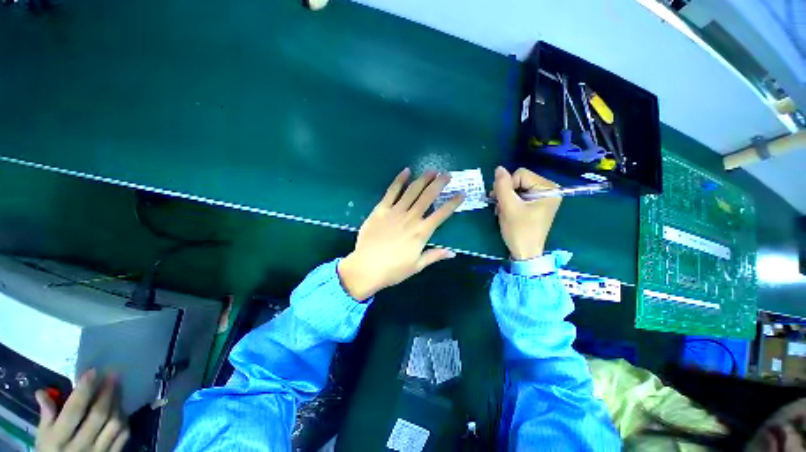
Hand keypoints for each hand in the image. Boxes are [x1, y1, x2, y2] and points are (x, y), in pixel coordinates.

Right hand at [35, 370, 129, 451]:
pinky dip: (124, 420)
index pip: (73, 411)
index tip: (93, 371)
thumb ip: (46, 415)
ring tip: (118, 388)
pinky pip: (122, 436)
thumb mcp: (43, 436)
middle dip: (107, 392)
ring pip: (114, 424)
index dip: (84, 390)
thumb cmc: (52, 451)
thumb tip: (42, 392)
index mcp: (59, 439)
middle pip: (98, 415)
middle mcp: (80, 445)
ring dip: (117, 404)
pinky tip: (120, 409)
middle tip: (113, 374)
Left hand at [338, 168, 463, 299]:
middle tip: (447, 174)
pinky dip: (399, 180)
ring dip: (423, 179)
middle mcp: (411, 218)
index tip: (461, 193)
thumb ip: (434, 256)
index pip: (442, 214)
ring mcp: (395, 212)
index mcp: (422, 232)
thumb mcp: (417, 266)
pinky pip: (391, 192)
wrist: (366, 268)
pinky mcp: (381, 209)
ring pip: (412, 191)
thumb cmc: (393, 270)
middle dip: (439, 184)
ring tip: (432, 170)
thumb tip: (453, 253)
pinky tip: (406, 171)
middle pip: (428, 197)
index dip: (453, 203)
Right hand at [491, 166, 561, 259]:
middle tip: (500, 207)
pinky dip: (509, 202)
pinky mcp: (535, 204)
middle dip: (506, 193)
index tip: (501, 201)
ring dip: (505, 198)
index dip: (507, 186)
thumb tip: (499, 168)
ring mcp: (542, 198)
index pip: (521, 174)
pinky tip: (506, 211)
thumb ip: (502, 186)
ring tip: (502, 211)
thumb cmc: (519, 230)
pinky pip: (518, 195)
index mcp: (548, 189)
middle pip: (519, 180)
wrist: (524, 253)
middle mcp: (548, 190)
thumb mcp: (508, 207)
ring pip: (516, 188)